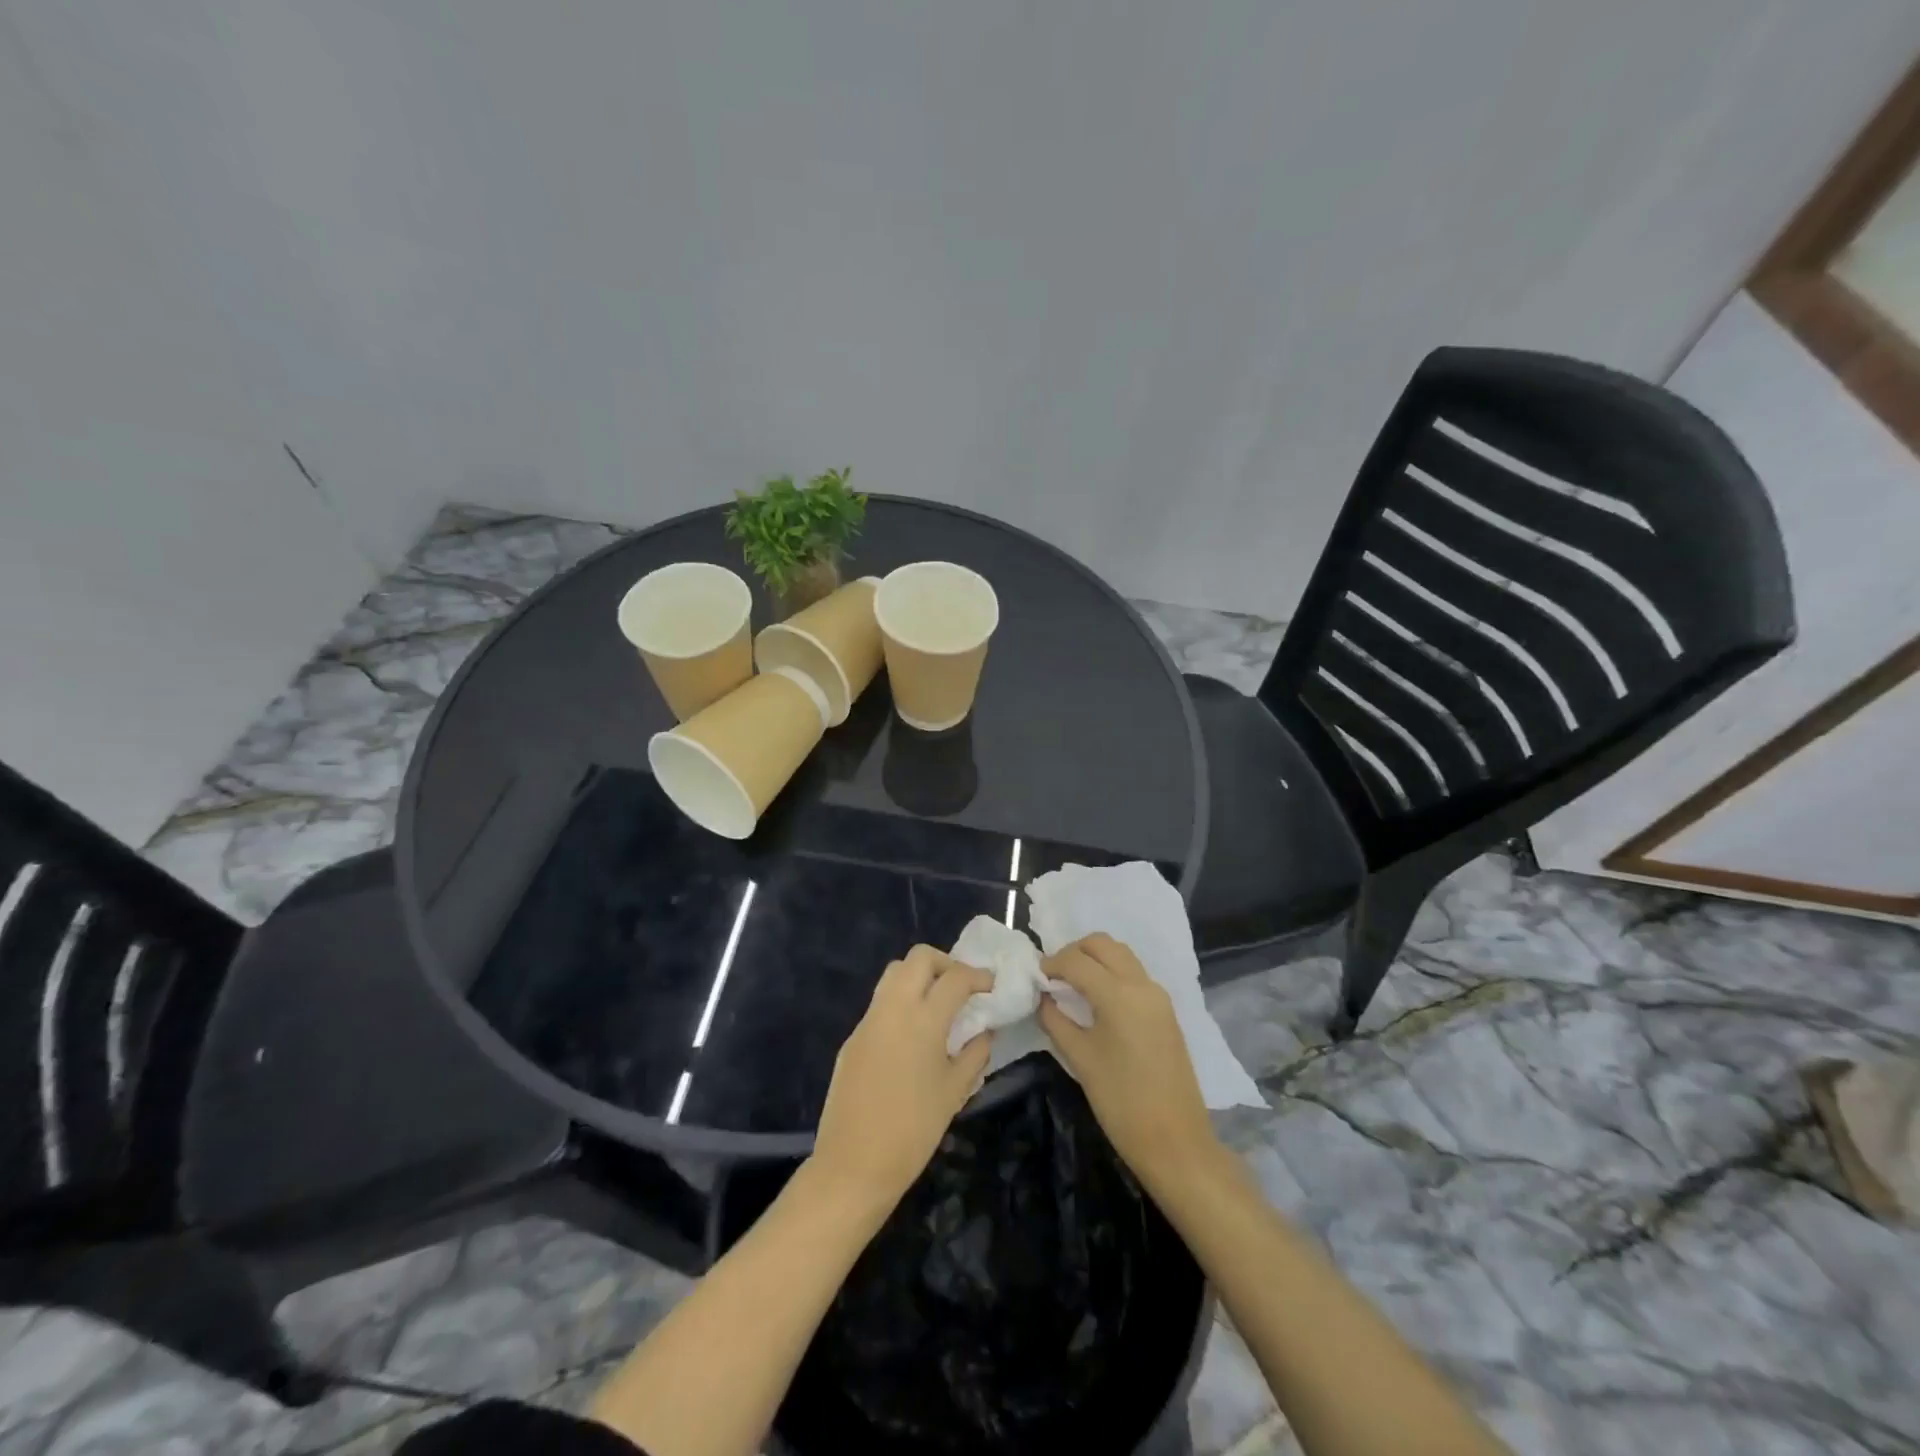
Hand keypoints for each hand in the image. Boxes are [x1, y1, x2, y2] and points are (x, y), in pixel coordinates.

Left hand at [811, 946, 993, 1213]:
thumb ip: (975, 1053)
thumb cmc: (913, 1131)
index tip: (991, 986)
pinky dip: (901, 1001)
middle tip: (962, 987)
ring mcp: (869, 1020)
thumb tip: (985, 1030)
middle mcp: (893, 1008)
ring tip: (938, 1004)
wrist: (853, 1165)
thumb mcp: (955, 1092)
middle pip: (919, 958)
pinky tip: (913, 1034)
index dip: (978, 976)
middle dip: (946, 963)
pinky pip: (881, 1002)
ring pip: (894, 972)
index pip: (955, 977)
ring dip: (920, 976)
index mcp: (923, 1020)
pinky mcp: (853, 1036)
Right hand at [1039, 933, 1222, 1186]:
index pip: (1076, 960)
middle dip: (1074, 952)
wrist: (1176, 1141)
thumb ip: (1055, 1020)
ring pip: (1121, 954)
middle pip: (1102, 944)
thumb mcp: (1079, 1059)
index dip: (1051, 964)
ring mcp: (1158, 995)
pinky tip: (1095, 998)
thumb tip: (1043, 997)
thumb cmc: (1121, 1102)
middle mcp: (1141, 984)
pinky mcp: (1165, 1010)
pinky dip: (1111, 972)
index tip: (1035, 978)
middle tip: (1054, 976)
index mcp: (1118, 994)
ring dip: (1094, 959)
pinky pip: (1133, 973)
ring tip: (1072, 985)